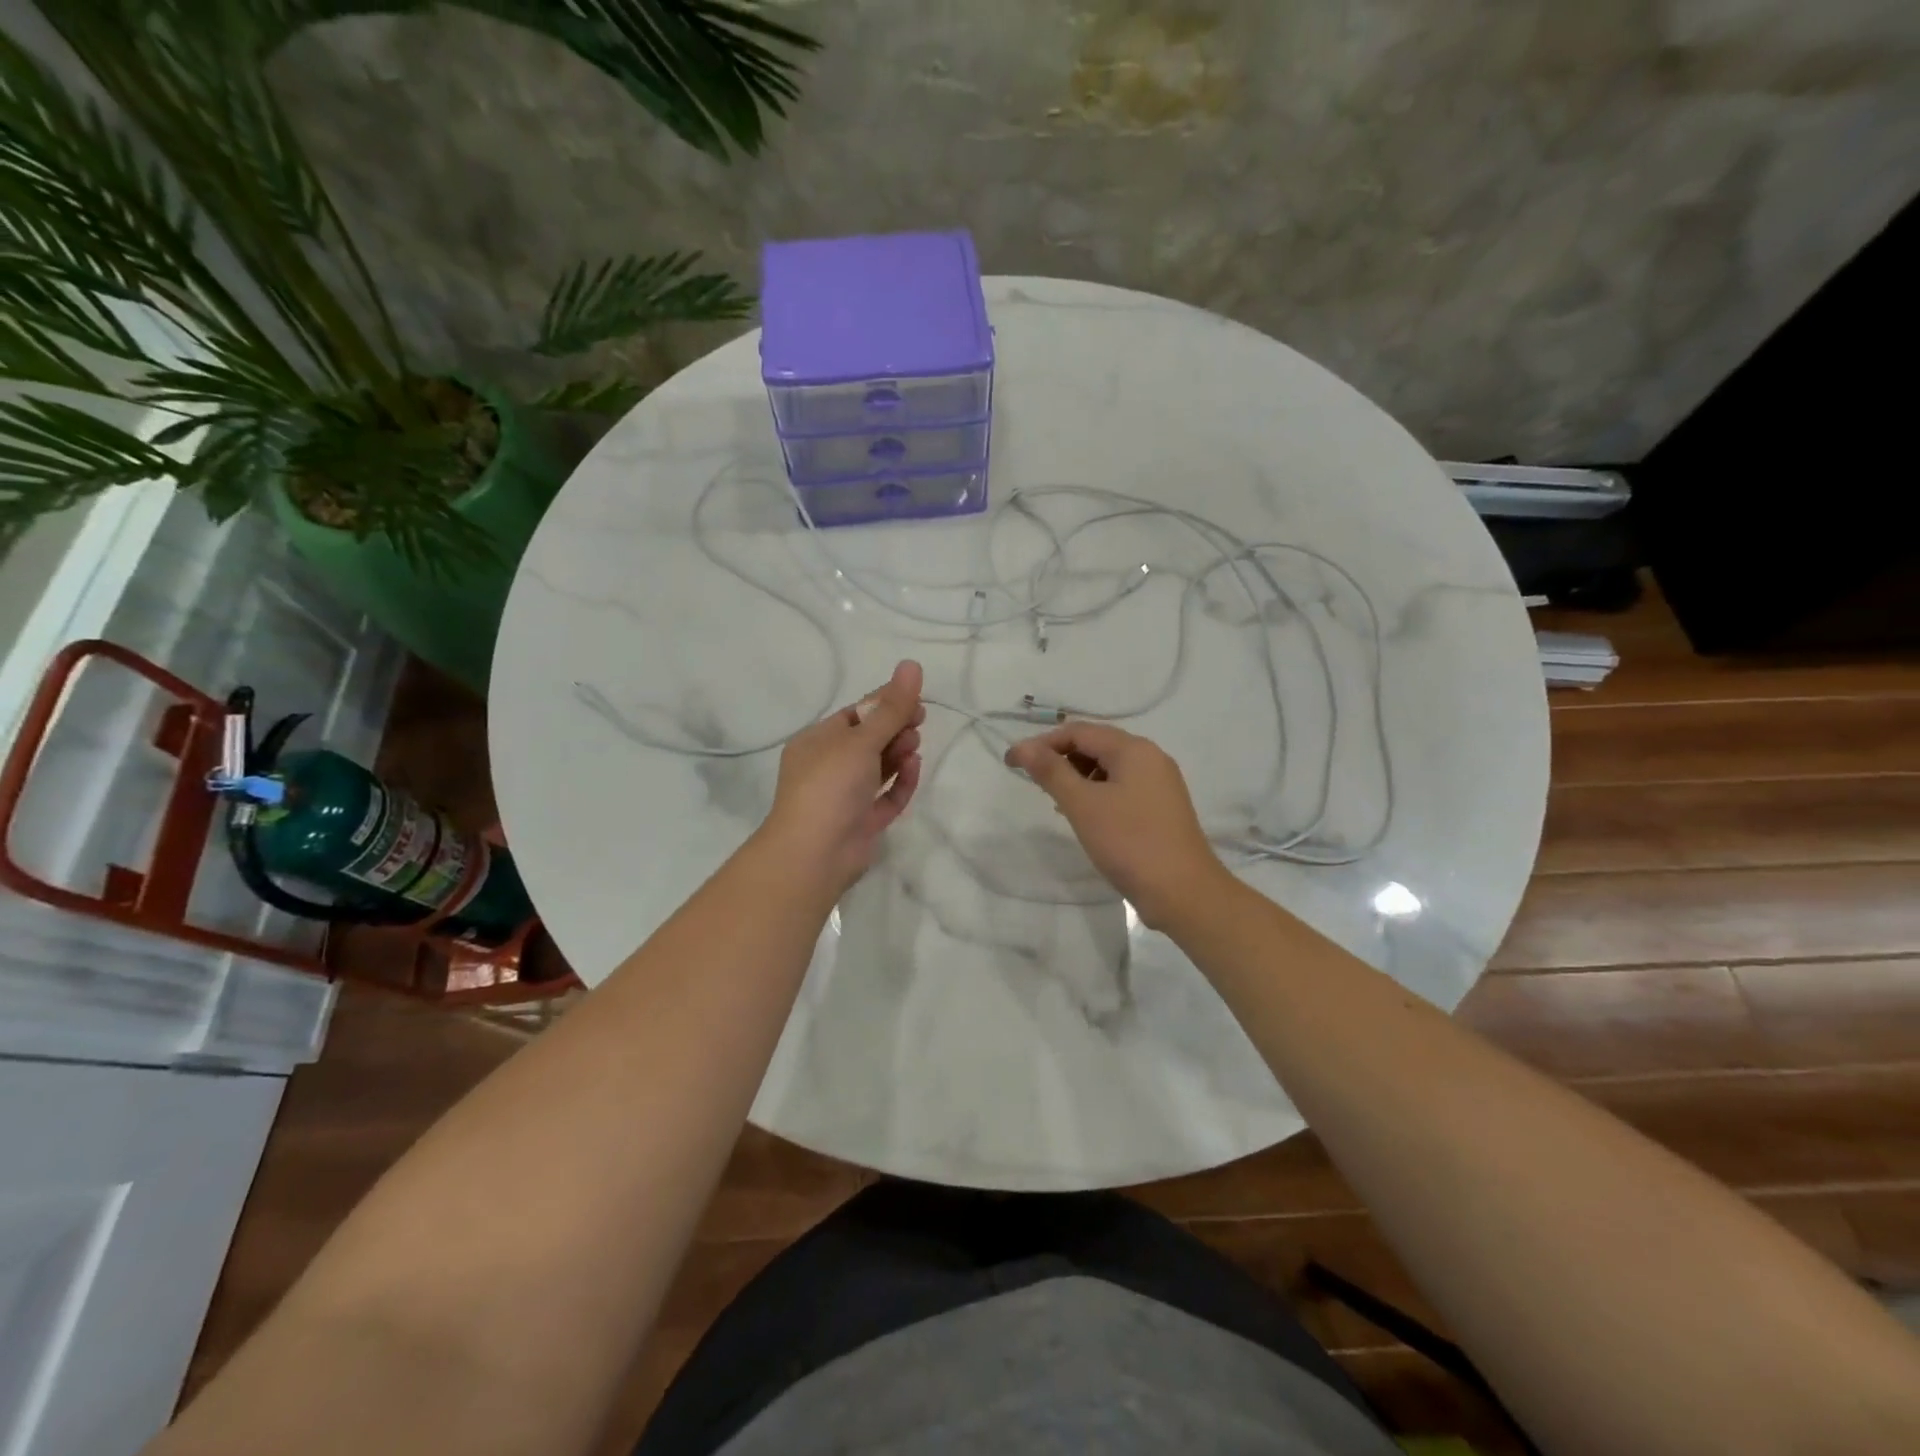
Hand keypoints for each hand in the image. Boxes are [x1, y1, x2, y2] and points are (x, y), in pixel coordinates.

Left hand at [762, 660, 925, 898]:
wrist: (814, 854)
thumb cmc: (830, 786)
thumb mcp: (861, 740)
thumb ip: (891, 707)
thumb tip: (912, 664)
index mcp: (817, 742)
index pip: (856, 715)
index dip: (886, 704)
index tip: (915, 699)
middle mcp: (829, 767)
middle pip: (870, 740)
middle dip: (895, 729)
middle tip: (919, 723)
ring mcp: (845, 796)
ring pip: (879, 768)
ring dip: (899, 753)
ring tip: (913, 747)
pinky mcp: (862, 822)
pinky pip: (886, 796)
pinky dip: (901, 782)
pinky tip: (914, 769)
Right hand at [1005, 721, 1227, 928]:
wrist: (1183, 893)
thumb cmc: (1129, 843)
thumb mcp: (1083, 805)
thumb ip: (1051, 772)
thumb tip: (1022, 747)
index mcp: (1134, 749)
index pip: (1079, 731)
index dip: (1042, 743)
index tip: (1012, 763)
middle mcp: (1151, 758)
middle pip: (1096, 745)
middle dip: (1061, 759)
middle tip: (1034, 784)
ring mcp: (1160, 784)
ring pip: (1109, 768)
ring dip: (1078, 777)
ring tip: (1058, 803)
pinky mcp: (1161, 808)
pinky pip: (1122, 787)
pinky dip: (1097, 794)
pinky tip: (1085, 817)